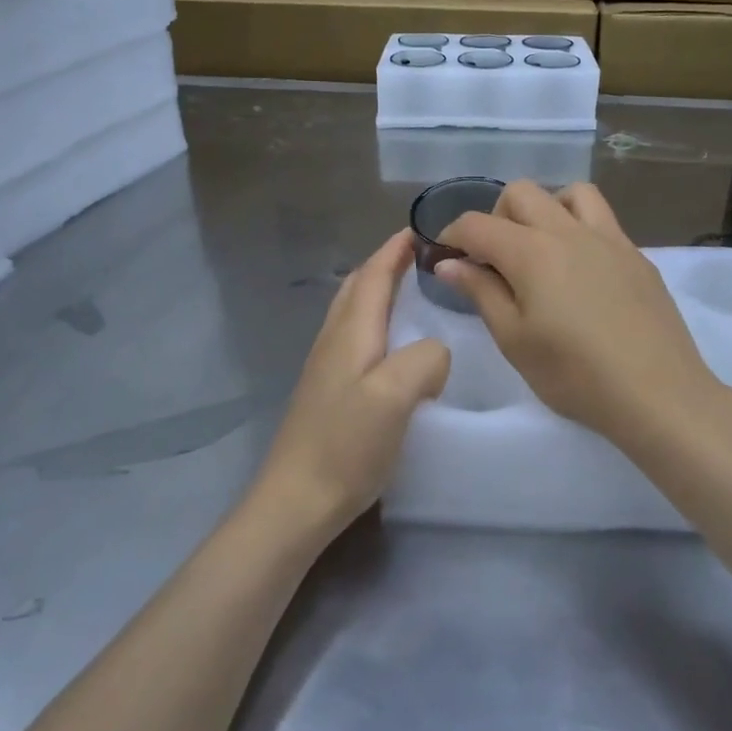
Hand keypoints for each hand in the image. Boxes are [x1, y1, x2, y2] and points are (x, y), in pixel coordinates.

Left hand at [255, 229, 450, 538]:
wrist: (296, 500)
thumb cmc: (347, 445)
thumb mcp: (396, 395)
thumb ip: (425, 358)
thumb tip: (435, 350)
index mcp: (351, 333)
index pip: (373, 276)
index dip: (394, 250)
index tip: (420, 230)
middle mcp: (334, 341)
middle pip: (357, 288)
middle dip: (384, 264)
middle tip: (417, 256)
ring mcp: (326, 368)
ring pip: (352, 312)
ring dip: (377, 291)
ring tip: (407, 291)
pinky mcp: (328, 393)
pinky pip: (354, 339)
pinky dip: (374, 322)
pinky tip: (389, 344)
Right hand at [435, 181, 718, 446]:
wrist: (657, 392)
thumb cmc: (574, 374)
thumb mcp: (514, 340)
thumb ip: (480, 292)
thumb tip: (449, 262)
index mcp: (531, 252)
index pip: (477, 224)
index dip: (452, 234)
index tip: (444, 256)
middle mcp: (568, 231)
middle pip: (521, 193)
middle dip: (496, 217)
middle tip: (493, 259)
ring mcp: (609, 239)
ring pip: (570, 193)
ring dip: (545, 209)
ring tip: (540, 249)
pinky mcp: (636, 255)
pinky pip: (602, 219)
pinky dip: (578, 227)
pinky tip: (580, 270)